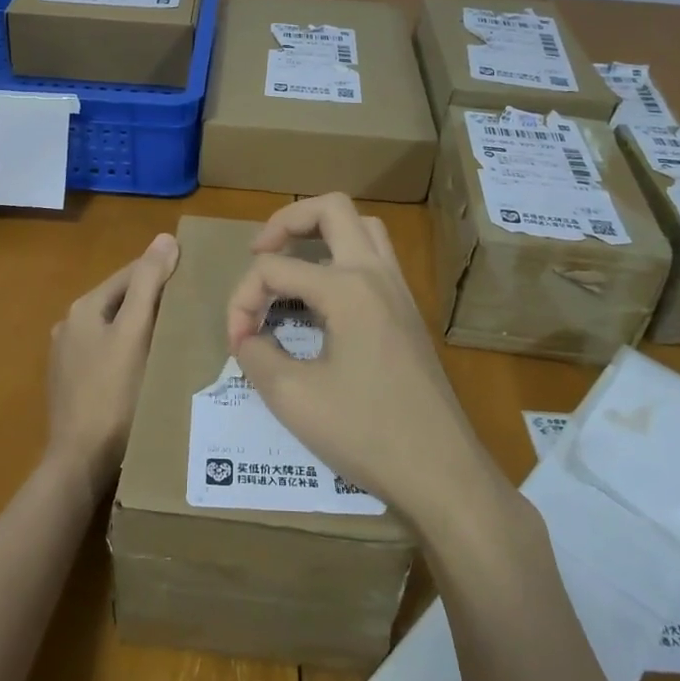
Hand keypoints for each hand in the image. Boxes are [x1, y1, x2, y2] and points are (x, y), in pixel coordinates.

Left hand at [45, 232, 180, 501]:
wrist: (80, 462)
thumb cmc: (113, 394)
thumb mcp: (135, 333)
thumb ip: (148, 284)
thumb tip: (164, 238)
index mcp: (83, 308)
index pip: (129, 274)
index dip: (162, 272)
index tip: (195, 277)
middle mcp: (69, 326)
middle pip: (121, 301)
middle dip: (153, 301)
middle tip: (192, 309)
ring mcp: (68, 358)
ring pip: (115, 329)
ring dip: (142, 327)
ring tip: (178, 336)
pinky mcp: (74, 385)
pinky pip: (109, 355)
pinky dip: (130, 351)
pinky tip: (150, 366)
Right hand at [226, 195, 504, 527]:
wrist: (442, 473)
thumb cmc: (366, 433)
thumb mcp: (292, 398)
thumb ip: (255, 355)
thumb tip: (246, 337)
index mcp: (346, 288)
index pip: (274, 269)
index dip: (242, 300)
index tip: (237, 343)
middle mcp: (376, 274)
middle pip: (331, 208)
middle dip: (286, 221)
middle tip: (259, 253)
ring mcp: (398, 290)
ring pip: (361, 226)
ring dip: (320, 231)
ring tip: (290, 263)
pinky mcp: (408, 311)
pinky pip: (374, 256)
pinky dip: (341, 255)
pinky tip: (322, 296)